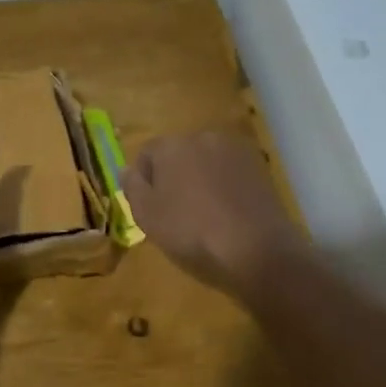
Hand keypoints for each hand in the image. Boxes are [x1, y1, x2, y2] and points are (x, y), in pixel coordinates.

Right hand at [121, 131, 307, 295]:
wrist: (257, 249)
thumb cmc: (192, 232)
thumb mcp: (147, 216)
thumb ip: (132, 187)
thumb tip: (126, 169)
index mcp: (172, 145)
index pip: (146, 153)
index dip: (143, 180)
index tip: (148, 207)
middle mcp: (203, 137)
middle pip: (178, 154)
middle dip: (172, 176)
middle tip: (173, 212)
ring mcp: (235, 151)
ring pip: (205, 162)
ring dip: (199, 180)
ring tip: (202, 214)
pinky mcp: (259, 167)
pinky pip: (229, 173)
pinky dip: (223, 187)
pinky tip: (226, 213)